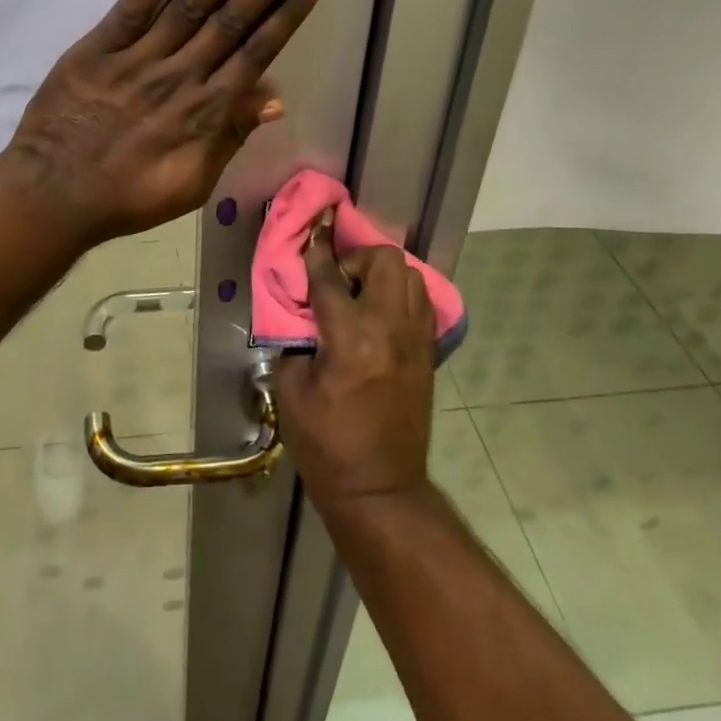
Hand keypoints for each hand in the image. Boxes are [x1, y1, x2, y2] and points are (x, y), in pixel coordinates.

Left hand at [5, 0, 321, 243]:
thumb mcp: (193, 183)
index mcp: (206, 110)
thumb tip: (274, 101)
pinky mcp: (98, 49)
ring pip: (189, 6)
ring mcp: (139, 58)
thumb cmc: (130, 196)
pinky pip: (131, 9)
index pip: (256, 52)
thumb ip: (231, 137)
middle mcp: (180, 75)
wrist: (55, 194)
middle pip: (231, 20)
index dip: (286, 15)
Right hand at [277, 209, 436, 511]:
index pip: (330, 278)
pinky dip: (400, 295)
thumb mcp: (293, 392)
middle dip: (357, 258)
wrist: (379, 487)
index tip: (312, 232)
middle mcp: (390, 328)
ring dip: (381, 274)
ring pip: (409, 275)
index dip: (316, 252)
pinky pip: (420, 301)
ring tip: (359, 296)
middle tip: (337, 281)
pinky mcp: (428, 352)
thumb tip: (303, 318)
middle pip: (385, 260)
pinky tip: (379, 315)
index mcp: (351, 338)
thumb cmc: (327, 444)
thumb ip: (295, 343)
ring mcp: (416, 339)